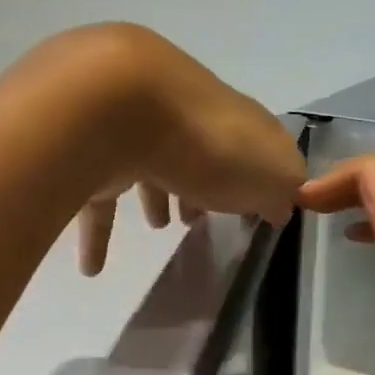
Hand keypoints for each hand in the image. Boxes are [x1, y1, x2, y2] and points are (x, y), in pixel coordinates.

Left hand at [62, 25, 306, 274]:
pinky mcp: (92, 151)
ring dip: (156, 197)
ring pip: (149, 166)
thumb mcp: (272, 171)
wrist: (120, 106)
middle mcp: (185, 114)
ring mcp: (135, 128)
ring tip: (158, 229)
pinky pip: (98, 198)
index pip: (251, 142)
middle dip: (201, 185)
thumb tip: (280, 206)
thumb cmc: (210, 144)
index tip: (254, 210)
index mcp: (232, 118)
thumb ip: (282, 189)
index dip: (256, 176)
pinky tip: (92, 268)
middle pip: (199, 151)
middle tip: (198, 219)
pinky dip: (97, 234)